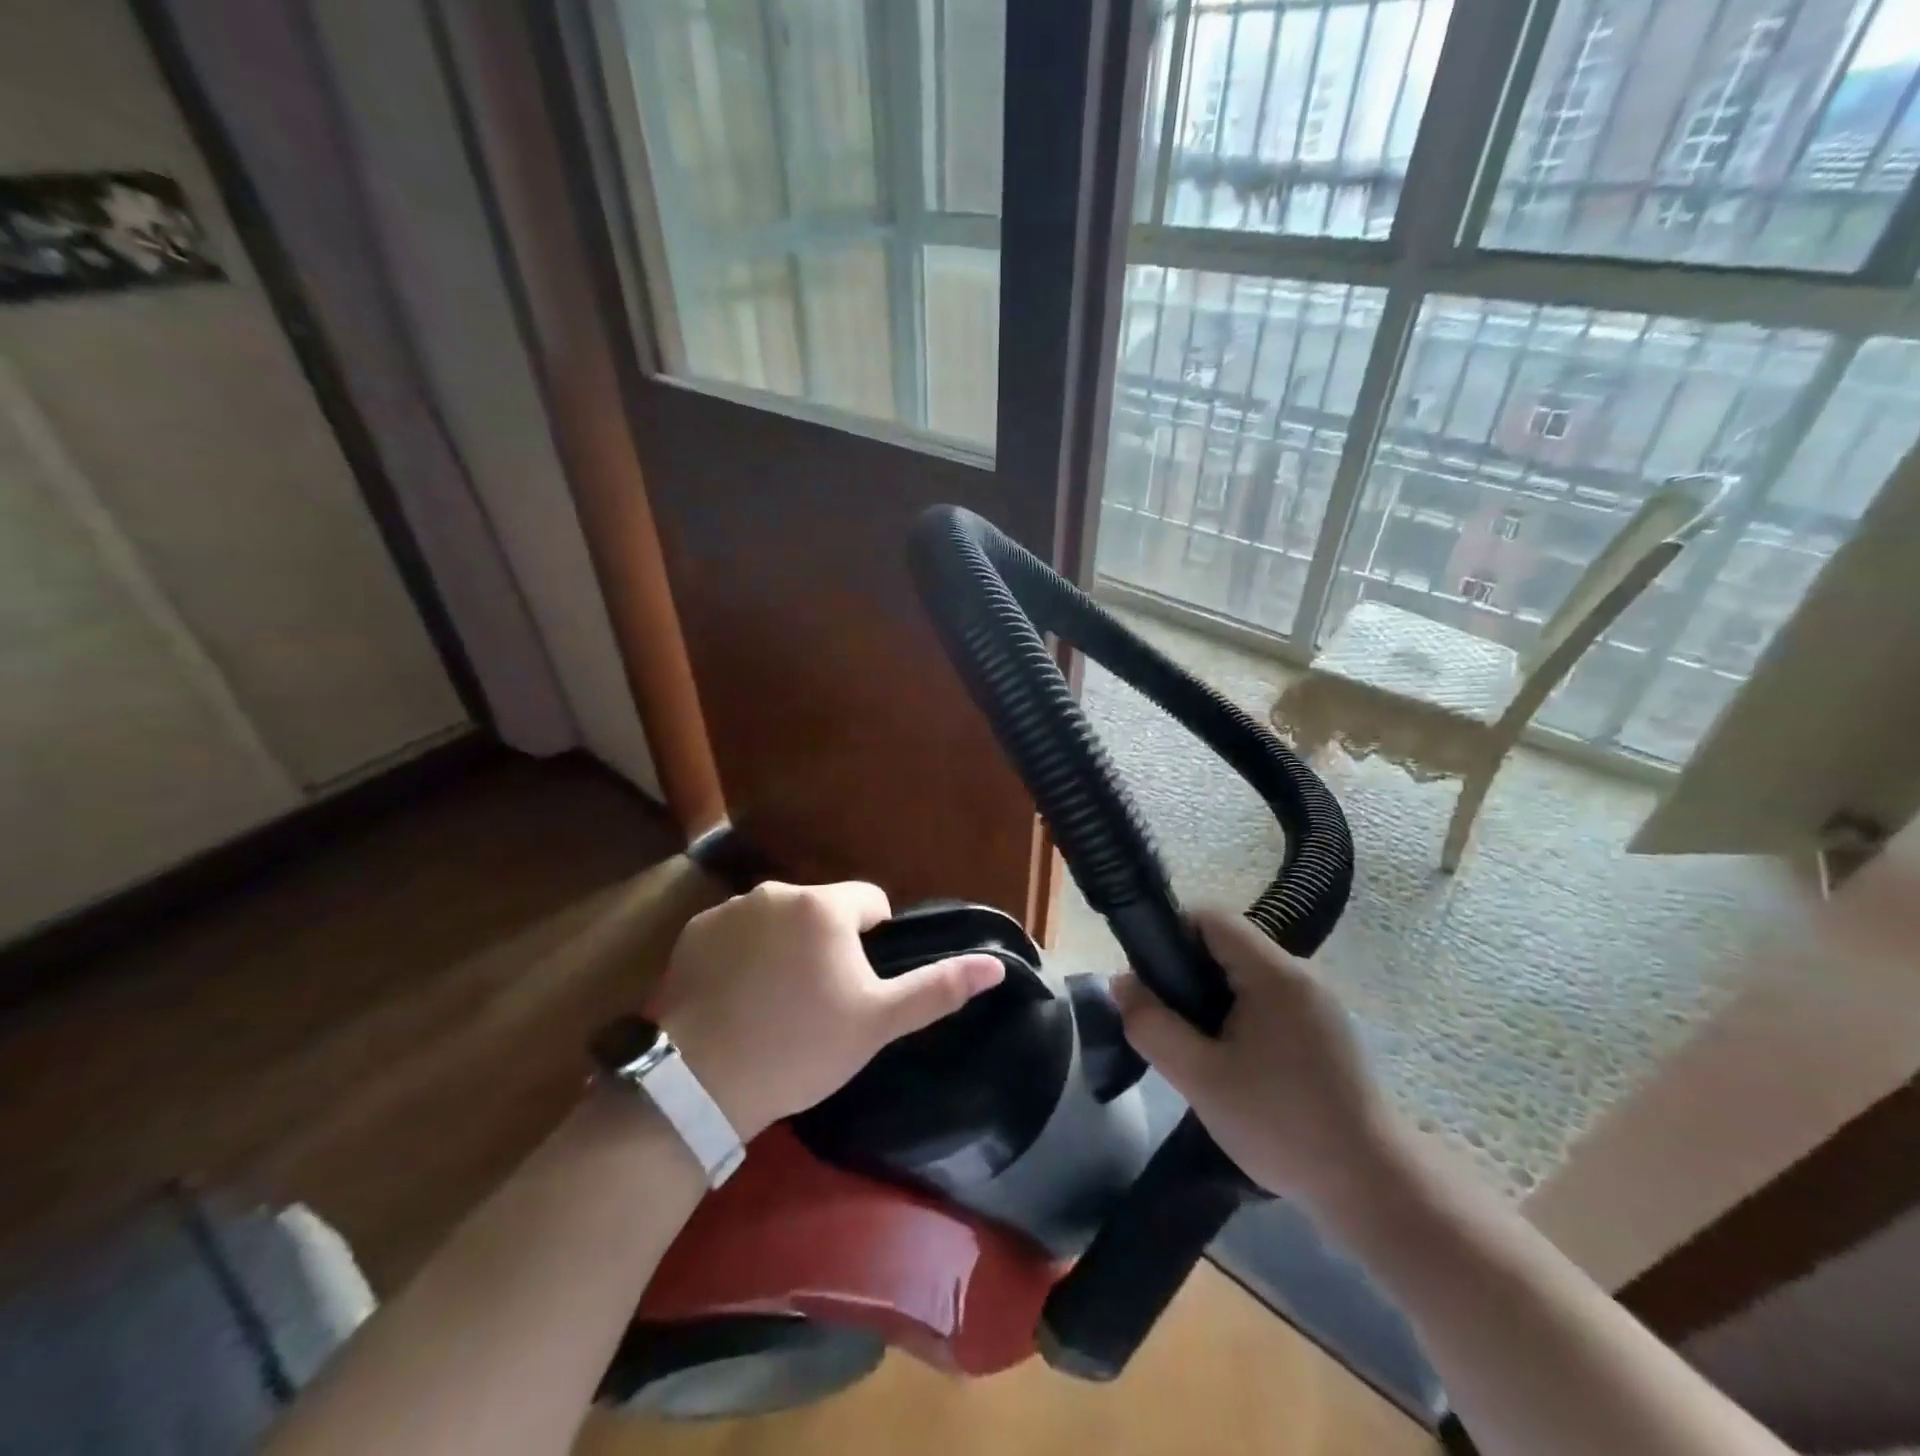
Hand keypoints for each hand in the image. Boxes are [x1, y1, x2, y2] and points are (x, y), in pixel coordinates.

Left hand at [649, 881, 1004, 1139]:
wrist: (698, 1084)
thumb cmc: (800, 1047)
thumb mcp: (877, 1023)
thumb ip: (937, 987)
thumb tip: (997, 964)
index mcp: (824, 906)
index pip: (870, 903)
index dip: (871, 943)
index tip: (854, 988)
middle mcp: (777, 892)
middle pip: (821, 910)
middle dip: (826, 943)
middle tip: (815, 1001)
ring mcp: (730, 910)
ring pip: (777, 920)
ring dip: (784, 946)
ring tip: (772, 1003)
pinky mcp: (693, 932)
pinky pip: (735, 933)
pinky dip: (742, 955)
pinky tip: (735, 999)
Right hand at [1111, 906, 1397, 1214]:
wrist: (1371, 1187)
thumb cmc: (1280, 1125)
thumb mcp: (1200, 1078)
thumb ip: (1152, 1025)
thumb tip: (1122, 982)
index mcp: (1274, 973)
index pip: (1211, 918)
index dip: (1171, 934)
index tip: (1150, 978)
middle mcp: (1301, 974)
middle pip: (1227, 945)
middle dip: (1188, 973)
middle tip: (1168, 1022)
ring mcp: (1318, 1002)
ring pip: (1247, 975)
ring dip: (1213, 998)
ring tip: (1197, 1048)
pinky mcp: (1326, 1029)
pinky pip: (1269, 1000)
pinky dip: (1240, 1016)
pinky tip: (1235, 1064)